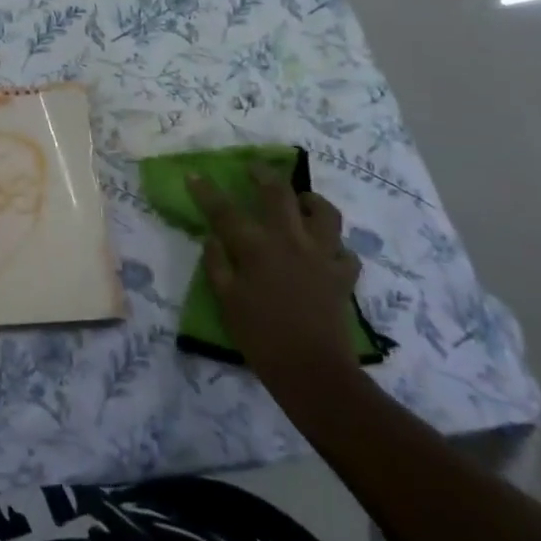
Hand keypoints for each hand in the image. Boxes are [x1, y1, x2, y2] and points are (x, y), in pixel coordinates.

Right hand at [189, 163, 362, 388]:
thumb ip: (217, 264)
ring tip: (302, 200)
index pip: (224, 210)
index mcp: (255, 247)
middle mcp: (290, 241)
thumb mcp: (226, 301)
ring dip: (311, 201)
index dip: (206, 190)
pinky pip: (345, 251)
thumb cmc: (261, 337)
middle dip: (263, 174)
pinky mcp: (343, 275)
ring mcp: (321, 255)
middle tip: (254, 168)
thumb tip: (212, 237)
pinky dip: (335, 246)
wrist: (312, 372)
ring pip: (324, 213)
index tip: (194, 174)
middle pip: (278, 194)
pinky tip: (326, 250)